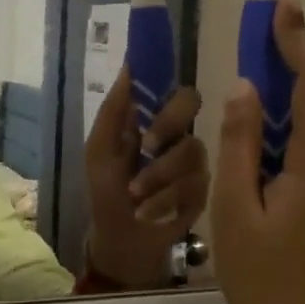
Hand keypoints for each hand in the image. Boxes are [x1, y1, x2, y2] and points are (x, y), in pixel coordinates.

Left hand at [84, 68, 209, 288]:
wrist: (121, 239)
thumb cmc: (107, 190)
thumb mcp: (100, 150)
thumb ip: (114, 109)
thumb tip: (129, 64)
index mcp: (154, 119)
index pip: (171, 85)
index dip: (165, 80)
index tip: (157, 85)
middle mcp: (179, 133)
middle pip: (192, 104)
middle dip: (168, 123)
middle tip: (147, 146)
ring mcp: (195, 162)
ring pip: (192, 149)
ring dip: (157, 174)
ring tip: (134, 194)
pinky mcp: (203, 192)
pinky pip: (194, 185)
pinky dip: (164, 199)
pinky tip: (146, 212)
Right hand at [211, 0, 304, 303]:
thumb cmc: (263, 277)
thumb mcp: (235, 208)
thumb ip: (239, 144)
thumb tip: (244, 89)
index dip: (297, 40)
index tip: (283, 4)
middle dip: (279, 68)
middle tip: (247, 40)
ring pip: (301, 132)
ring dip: (270, 112)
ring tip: (233, 108)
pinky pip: (301, 156)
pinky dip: (274, 142)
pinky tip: (246, 156)